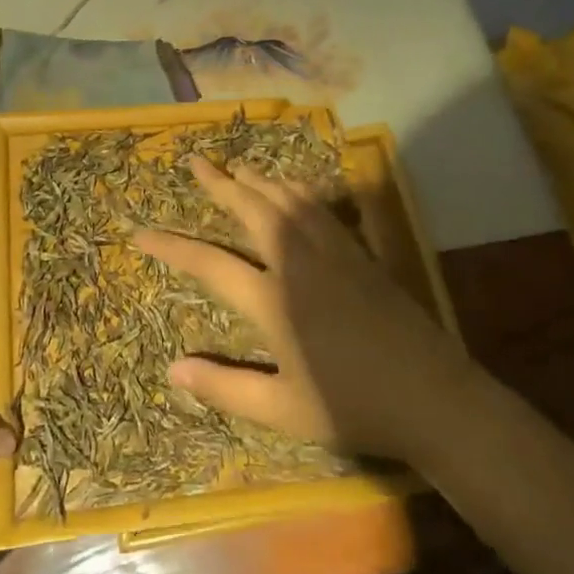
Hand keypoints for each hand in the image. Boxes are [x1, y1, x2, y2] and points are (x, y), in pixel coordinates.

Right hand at [134, 157, 474, 463]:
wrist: (433, 398)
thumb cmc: (352, 408)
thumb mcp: (282, 412)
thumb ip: (225, 388)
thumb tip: (172, 370)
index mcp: (274, 302)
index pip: (210, 264)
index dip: (172, 247)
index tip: (140, 232)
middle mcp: (300, 265)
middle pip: (253, 211)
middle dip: (220, 185)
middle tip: (195, 161)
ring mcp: (335, 253)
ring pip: (289, 201)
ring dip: (259, 179)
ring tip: (236, 165)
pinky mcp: (363, 254)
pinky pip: (326, 210)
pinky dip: (303, 190)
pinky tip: (295, 185)